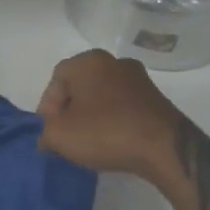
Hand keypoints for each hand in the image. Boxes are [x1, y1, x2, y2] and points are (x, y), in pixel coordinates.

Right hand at [37, 49, 184, 180]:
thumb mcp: (60, 136)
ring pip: (102, 96)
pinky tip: (111, 141)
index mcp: (88, 61)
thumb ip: (45, 132)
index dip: (47, 107)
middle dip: (69, 110)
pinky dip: (112, 121)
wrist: (164, 148)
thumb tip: (48, 136)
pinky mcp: (155, 98)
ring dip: (91, 116)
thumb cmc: (106, 132)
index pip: (56, 80)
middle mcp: (114, 62)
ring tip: (87, 142)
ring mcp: (138, 79)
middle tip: (64, 136)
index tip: (49, 132)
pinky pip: (122, 107)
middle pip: (80, 86)